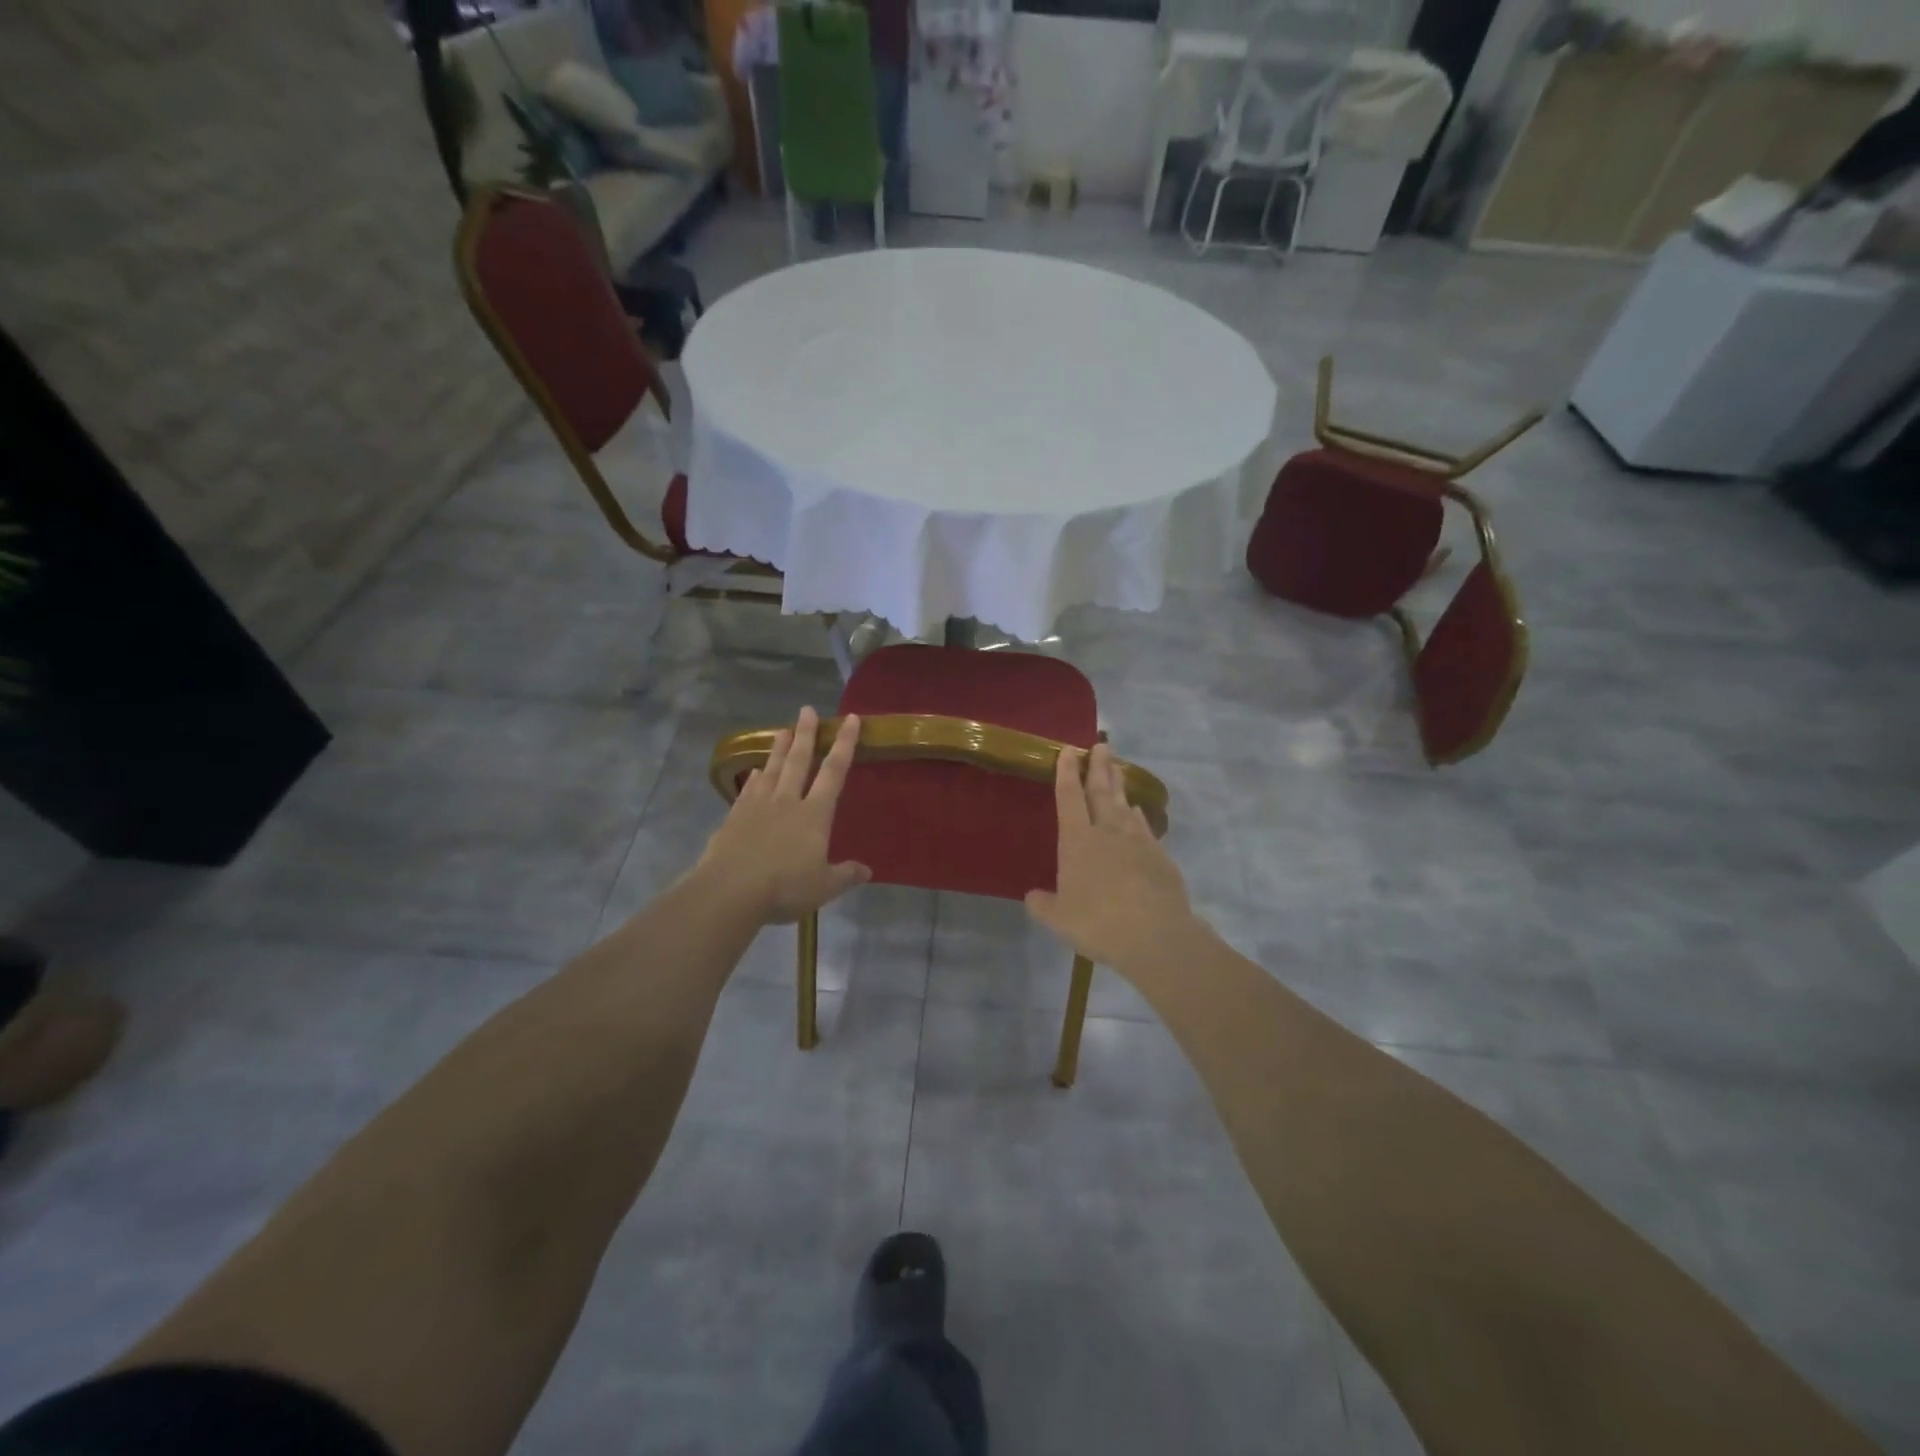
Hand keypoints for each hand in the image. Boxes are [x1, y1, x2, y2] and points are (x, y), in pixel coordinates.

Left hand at [697, 707, 871, 923]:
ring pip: (772, 769)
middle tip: (807, 710)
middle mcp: (787, 801)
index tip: (850, 719)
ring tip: (784, 729)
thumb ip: (845, 875)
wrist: (730, 890)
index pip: (834, 772)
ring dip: (779, 749)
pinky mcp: (735, 818)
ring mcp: (758, 807)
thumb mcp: (824, 886)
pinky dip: (754, 778)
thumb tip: (867, 871)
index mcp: (815, 814)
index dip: (844, 744)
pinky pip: (748, 790)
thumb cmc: (785, 887)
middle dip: (806, 734)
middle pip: (799, 761)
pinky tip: (755, 772)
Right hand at [1025, 743, 1197, 974]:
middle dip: (1099, 767)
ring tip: (1117, 769)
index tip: (1068, 750)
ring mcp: (1137, 840)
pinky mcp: (1160, 855)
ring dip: (1120, 785)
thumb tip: (1032, 896)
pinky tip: (1138, 813)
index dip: (1067, 773)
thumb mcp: (1059, 919)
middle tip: (1101, 745)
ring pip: (1126, 804)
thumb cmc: (1097, 923)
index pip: (1069, 797)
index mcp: (1077, 841)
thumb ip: (1043, 905)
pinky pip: (1144, 827)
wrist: (1154, 934)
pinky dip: (1138, 816)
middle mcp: (1107, 831)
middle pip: (1101, 791)